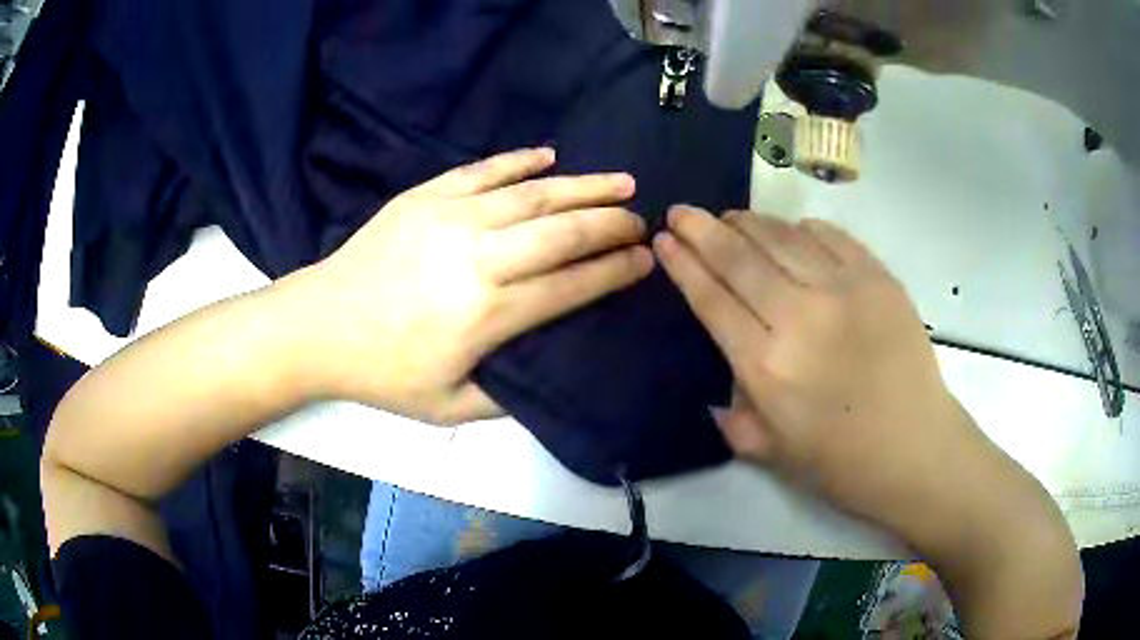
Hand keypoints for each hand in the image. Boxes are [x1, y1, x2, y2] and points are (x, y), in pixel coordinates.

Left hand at [292, 148, 652, 423]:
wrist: (320, 326)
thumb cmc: (383, 372)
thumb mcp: (448, 408)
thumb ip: (506, 397)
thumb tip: (549, 371)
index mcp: (488, 315)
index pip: (572, 285)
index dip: (615, 270)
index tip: (645, 259)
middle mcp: (479, 258)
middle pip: (563, 232)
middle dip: (612, 223)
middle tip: (642, 219)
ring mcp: (451, 218)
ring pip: (532, 194)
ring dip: (583, 186)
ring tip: (620, 181)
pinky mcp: (425, 196)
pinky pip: (482, 170)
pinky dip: (519, 160)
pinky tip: (549, 155)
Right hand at [654, 205, 1080, 638]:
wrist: (918, 450)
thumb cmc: (843, 463)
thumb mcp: (773, 454)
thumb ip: (735, 421)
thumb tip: (720, 391)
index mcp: (766, 367)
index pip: (712, 299)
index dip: (684, 265)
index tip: (665, 240)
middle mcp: (799, 318)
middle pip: (739, 257)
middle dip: (702, 229)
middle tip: (682, 211)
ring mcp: (844, 290)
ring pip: (782, 238)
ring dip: (749, 223)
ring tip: (730, 217)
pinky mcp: (878, 278)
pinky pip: (829, 237)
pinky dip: (802, 229)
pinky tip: (791, 232)